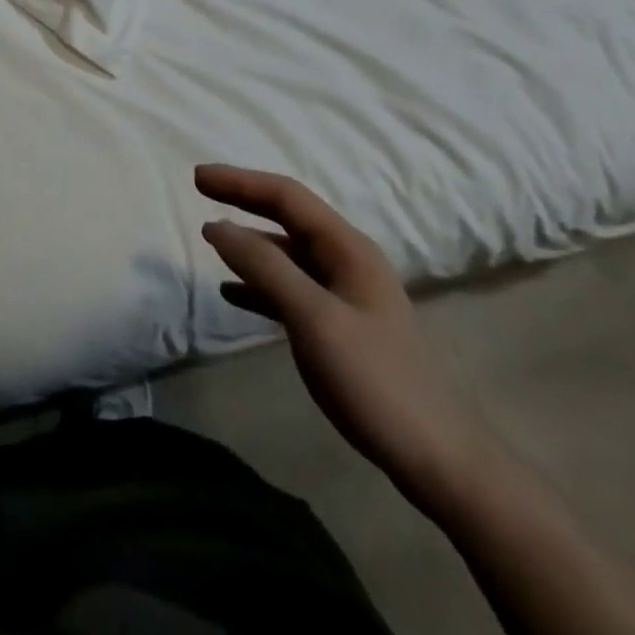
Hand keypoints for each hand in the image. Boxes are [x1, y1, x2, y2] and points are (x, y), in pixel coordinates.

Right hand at [196, 165, 495, 512]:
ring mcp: (345, 293)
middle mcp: (347, 260)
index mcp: (347, 248)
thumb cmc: (375, 380)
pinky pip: (291, 288)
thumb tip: (217, 226)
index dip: (241, 182)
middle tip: (200, 189)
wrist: (435, 458)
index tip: (199, 177)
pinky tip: (232, 293)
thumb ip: (265, 268)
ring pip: (288, 252)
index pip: (287, 196)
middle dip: (244, 200)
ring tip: (211, 238)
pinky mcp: (340, 325)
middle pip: (287, 217)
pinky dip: (259, 283)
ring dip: (249, 242)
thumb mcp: (314, 319)